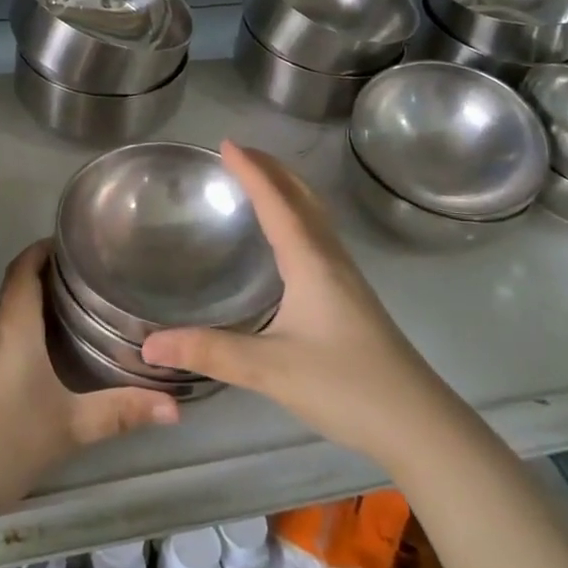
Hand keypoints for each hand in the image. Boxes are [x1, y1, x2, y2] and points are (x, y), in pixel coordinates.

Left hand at [0, 240, 179, 513]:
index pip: (23, 269)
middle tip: (88, 283)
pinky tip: (41, 361)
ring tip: (73, 316)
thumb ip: (120, 413)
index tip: (70, 242)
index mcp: (14, 328)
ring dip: (33, 309)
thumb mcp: (70, 427)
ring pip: (6, 318)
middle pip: (16, 290)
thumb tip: (176, 406)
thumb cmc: (4, 442)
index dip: (43, 249)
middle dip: (47, 279)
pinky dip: (20, 335)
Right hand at [141, 141, 433, 467]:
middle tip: (239, 153)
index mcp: (311, 261)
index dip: (250, 171)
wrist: (418, 423)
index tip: (225, 144)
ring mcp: (346, 277)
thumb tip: (149, 344)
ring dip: (287, 189)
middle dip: (271, 168)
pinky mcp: (351, 296)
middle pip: (302, 197)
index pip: (276, 201)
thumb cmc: (346, 386)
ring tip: (260, 182)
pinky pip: (319, 235)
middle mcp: (330, 258)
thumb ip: (210, 352)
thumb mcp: (270, 370)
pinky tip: (287, 239)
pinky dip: (297, 215)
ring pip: (314, 214)